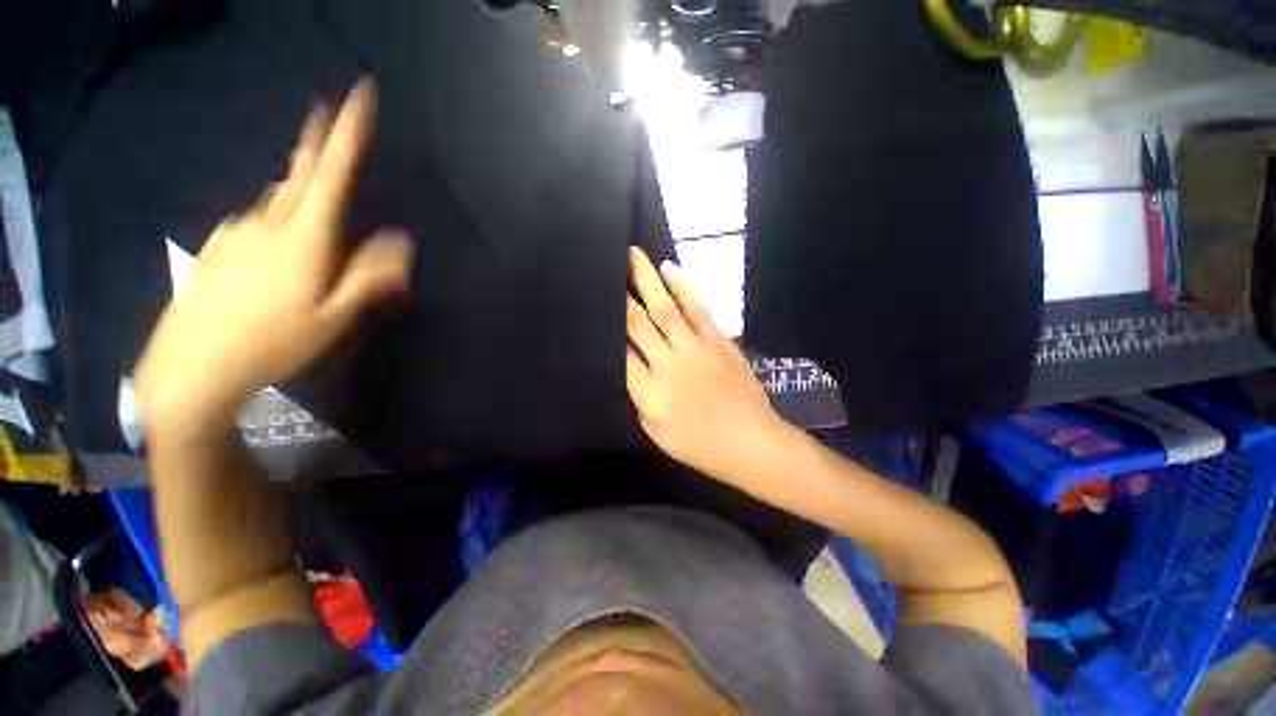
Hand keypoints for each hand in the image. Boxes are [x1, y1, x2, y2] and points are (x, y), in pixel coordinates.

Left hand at [136, 81, 413, 439]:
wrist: (192, 367)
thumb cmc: (272, 342)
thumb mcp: (333, 315)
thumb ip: (369, 276)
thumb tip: (403, 243)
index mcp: (303, 236)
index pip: (330, 171)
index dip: (347, 131)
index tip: (359, 93)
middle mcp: (267, 221)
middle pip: (300, 174)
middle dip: (317, 143)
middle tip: (328, 118)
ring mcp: (237, 230)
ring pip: (279, 202)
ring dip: (301, 198)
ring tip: (315, 224)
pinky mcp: (219, 246)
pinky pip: (257, 222)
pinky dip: (277, 224)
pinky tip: (277, 255)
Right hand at [625, 247, 790, 481]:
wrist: (750, 441)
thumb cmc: (700, 445)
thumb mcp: (657, 432)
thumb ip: (640, 399)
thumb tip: (631, 369)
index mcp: (649, 391)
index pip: (620, 351)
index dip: (607, 326)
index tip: (598, 303)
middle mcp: (667, 363)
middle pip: (638, 323)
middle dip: (621, 293)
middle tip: (609, 265)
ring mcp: (694, 348)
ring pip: (664, 308)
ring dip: (647, 280)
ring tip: (634, 256)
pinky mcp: (717, 340)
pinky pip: (696, 309)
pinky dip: (682, 288)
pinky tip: (669, 270)